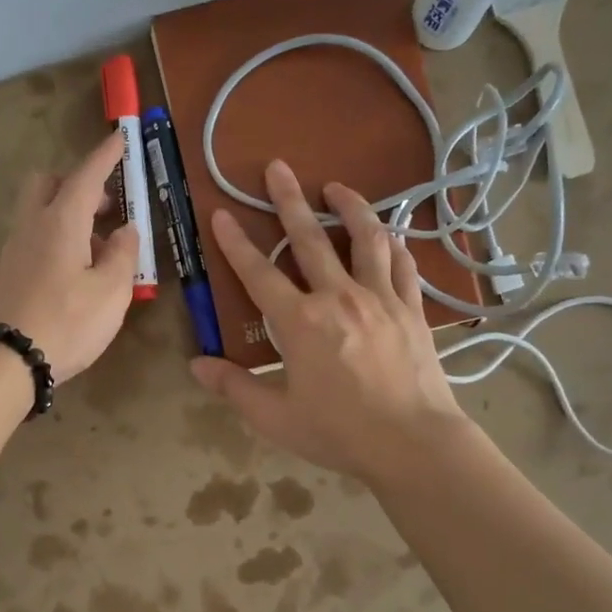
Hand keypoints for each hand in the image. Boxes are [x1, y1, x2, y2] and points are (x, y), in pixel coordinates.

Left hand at [0, 132, 140, 382]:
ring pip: (41, 211)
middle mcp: (33, 225)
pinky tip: (78, 270)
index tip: (119, 136)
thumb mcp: (111, 291)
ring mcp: (16, 248)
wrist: (9, 359)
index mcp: (61, 221)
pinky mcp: (9, 271)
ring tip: (101, 248)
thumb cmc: (68, 322)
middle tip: (107, 207)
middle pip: (49, 183)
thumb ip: (123, 255)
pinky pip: (36, 236)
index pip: (86, 175)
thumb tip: (125, 231)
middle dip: (78, 183)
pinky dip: (58, 237)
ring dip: (70, 214)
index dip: (105, 155)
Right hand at [189, 159, 468, 483]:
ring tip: (337, 187)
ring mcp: (381, 299)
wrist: (413, 444)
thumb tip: (197, 365)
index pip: (258, 273)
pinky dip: (394, 245)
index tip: (221, 213)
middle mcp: (339, 297)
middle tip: (278, 167)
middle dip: (289, 200)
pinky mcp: (412, 310)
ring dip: (350, 207)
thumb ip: (234, 387)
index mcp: (300, 322)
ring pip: (365, 239)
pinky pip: (403, 266)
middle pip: (310, 239)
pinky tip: (389, 235)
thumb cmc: (339, 433)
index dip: (235, 243)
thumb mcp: (276, 417)